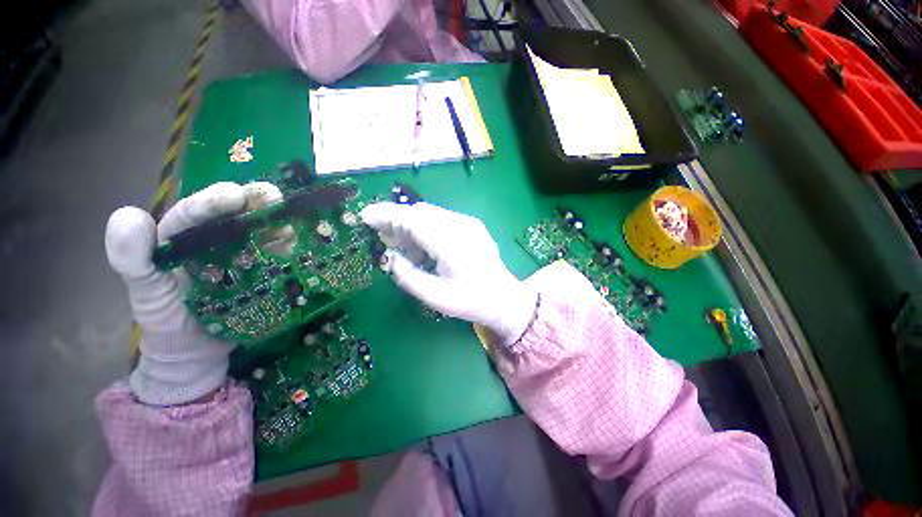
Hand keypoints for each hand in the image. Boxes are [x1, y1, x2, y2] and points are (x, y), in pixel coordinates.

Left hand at [105, 182, 283, 404]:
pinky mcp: (262, 273)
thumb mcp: (144, 292)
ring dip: (277, 224)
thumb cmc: (165, 321)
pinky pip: (276, 257)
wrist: (195, 352)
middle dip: (255, 201)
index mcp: (182, 238)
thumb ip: (130, 258)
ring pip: (261, 232)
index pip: (195, 212)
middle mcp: (215, 241)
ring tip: (291, 225)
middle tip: (275, 197)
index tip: (237, 195)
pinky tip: (296, 246)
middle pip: (235, 214)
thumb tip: (129, 215)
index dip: (214, 200)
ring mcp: (243, 257)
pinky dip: (288, 249)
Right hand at [360, 202, 537, 346]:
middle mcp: (461, 226)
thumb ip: (407, 275)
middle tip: (383, 237)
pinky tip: (423, 246)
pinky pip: (442, 219)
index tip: (366, 215)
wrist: (503, 297)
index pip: (413, 219)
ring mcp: (468, 223)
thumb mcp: (434, 297)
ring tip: (402, 246)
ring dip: (411, 224)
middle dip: (397, 219)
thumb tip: (391, 257)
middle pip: (421, 212)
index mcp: (451, 244)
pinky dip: (426, 227)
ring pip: (430, 214)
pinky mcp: (472, 225)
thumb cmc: (470, 301)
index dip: (387, 214)